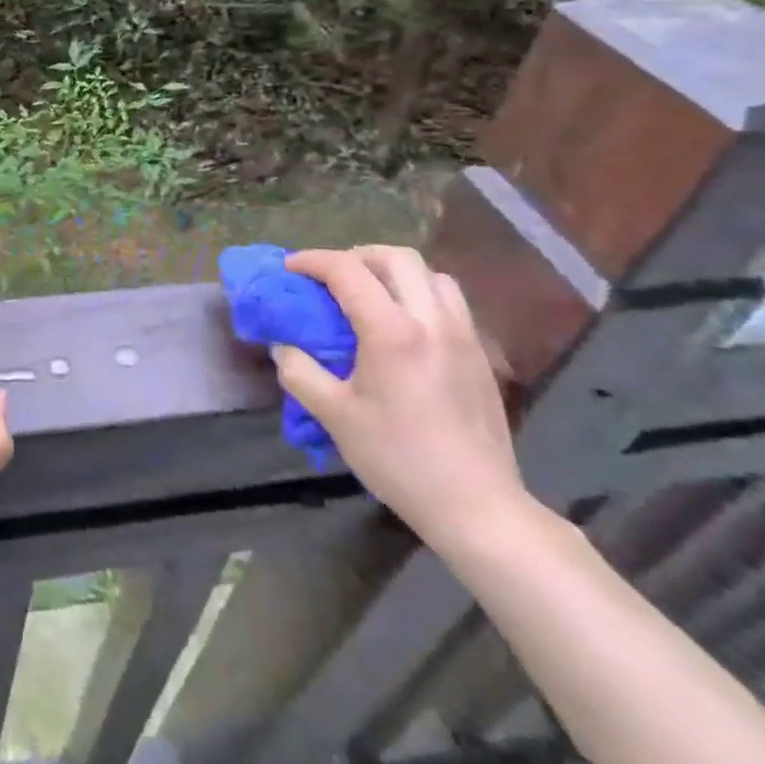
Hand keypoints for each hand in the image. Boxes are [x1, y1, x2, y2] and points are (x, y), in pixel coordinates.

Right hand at [274, 246, 526, 548]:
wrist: (478, 507)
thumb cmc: (400, 459)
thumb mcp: (335, 417)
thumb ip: (301, 373)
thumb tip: (284, 347)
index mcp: (392, 332)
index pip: (348, 271)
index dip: (313, 261)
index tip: (290, 268)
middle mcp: (432, 321)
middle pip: (397, 257)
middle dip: (357, 256)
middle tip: (332, 277)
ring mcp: (463, 336)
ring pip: (431, 275)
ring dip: (394, 273)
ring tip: (371, 295)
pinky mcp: (480, 355)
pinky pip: (449, 301)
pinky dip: (420, 294)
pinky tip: (404, 326)